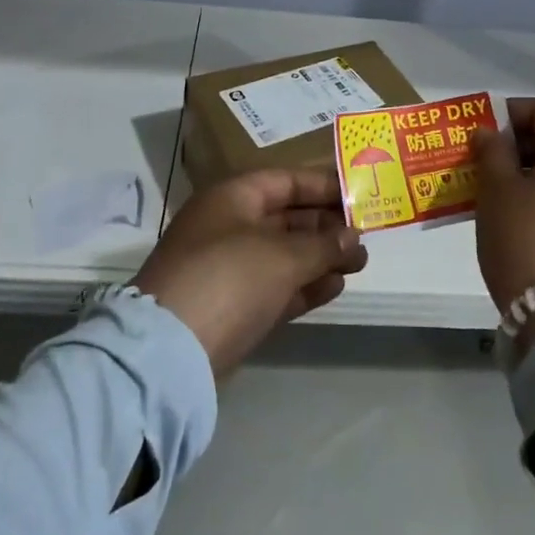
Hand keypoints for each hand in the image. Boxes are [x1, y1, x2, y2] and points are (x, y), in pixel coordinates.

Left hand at [136, 169, 367, 379]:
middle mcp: (228, 227)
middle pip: (286, 217)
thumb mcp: (282, 255)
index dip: (322, 185)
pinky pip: (276, 287)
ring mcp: (228, 269)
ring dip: (320, 257)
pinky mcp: (232, 308)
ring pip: (283, 254)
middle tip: (365, 236)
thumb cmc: (228, 278)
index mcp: (232, 198)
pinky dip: (304, 285)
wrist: (169, 354)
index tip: (358, 194)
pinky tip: (335, 287)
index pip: (285, 180)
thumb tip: (353, 236)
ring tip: (359, 264)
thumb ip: (323, 244)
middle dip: (326, 225)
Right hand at [471, 99, 534, 346]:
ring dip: (523, 175)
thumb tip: (491, 134)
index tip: (485, 131)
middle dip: (515, 145)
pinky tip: (510, 221)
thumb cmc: (527, 238)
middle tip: (481, 162)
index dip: (515, 112)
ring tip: (489, 194)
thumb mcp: (497, 190)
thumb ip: (492, 153)